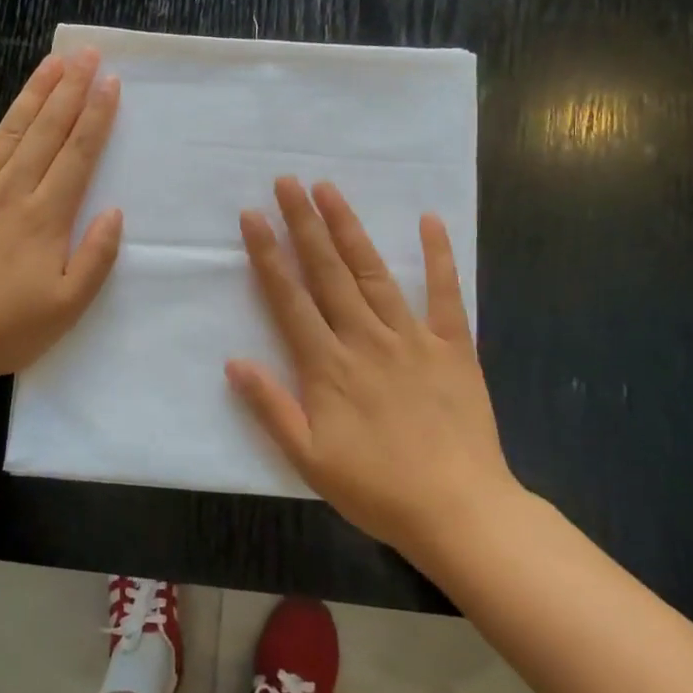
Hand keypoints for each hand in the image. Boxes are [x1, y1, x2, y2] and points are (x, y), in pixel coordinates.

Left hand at [0, 48, 122, 387]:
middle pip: (45, 132)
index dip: (96, 116)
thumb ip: (96, 257)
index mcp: (45, 217)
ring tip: (51, 64)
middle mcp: (10, 192)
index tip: (110, 83)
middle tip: (86, 54)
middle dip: (70, 90)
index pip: (77, 154)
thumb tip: (114, 211)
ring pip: (6, 133)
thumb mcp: (68, 306)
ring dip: (30, 96)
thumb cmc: (6, 329)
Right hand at [226, 178, 518, 568]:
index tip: (252, 216)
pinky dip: (439, 256)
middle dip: (303, 224)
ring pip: (373, 272)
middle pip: (328, 272)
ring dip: (349, 228)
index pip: (290, 299)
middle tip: (286, 182)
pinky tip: (430, 220)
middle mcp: (365, 339)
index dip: (268, 255)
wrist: (459, 510)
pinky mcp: (453, 345)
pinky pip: (446, 293)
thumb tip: (233, 362)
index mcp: (328, 366)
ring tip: (329, 189)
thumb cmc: (377, 488)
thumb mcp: (309, 459)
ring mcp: (412, 337)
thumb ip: (271, 407)